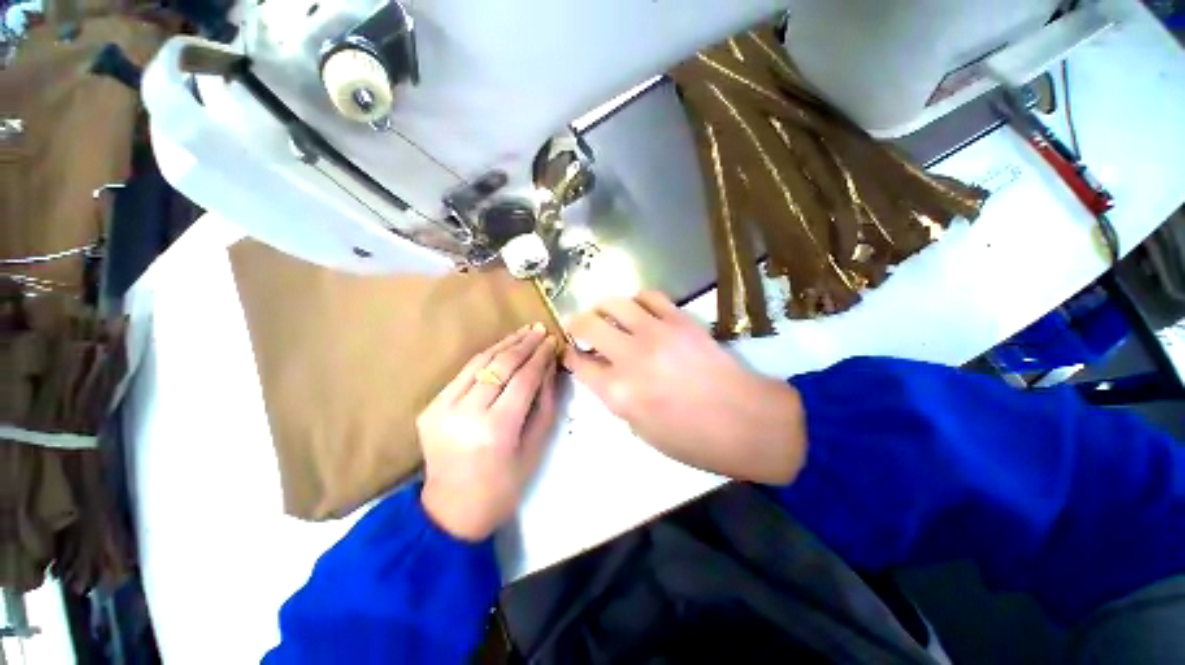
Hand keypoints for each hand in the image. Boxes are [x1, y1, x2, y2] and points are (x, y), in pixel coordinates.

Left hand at [418, 324, 558, 540]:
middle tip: (540, 330)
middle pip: (500, 366)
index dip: (540, 357)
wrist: (452, 511)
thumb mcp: (535, 446)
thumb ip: (544, 402)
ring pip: (479, 363)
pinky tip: (501, 348)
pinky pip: (464, 373)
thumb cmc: (503, 486)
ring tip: (524, 332)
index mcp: (496, 429)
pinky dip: (485, 357)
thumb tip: (548, 366)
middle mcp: (466, 414)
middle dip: (524, 344)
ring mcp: (442, 409)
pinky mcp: (431, 408)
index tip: (553, 341)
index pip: (523, 379)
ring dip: (504, 344)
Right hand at [563, 292, 805, 484]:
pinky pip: (650, 296)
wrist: (746, 421)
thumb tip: (604, 373)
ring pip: (615, 303)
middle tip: (580, 328)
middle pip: (588, 325)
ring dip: (603, 307)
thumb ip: (616, 398)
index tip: (570, 351)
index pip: (578, 363)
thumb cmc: (692, 439)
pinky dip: (637, 300)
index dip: (569, 355)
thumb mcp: (641, 430)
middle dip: (577, 324)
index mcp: (618, 392)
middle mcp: (630, 357)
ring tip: (605, 313)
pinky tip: (638, 310)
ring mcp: (656, 333)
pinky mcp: (680, 320)